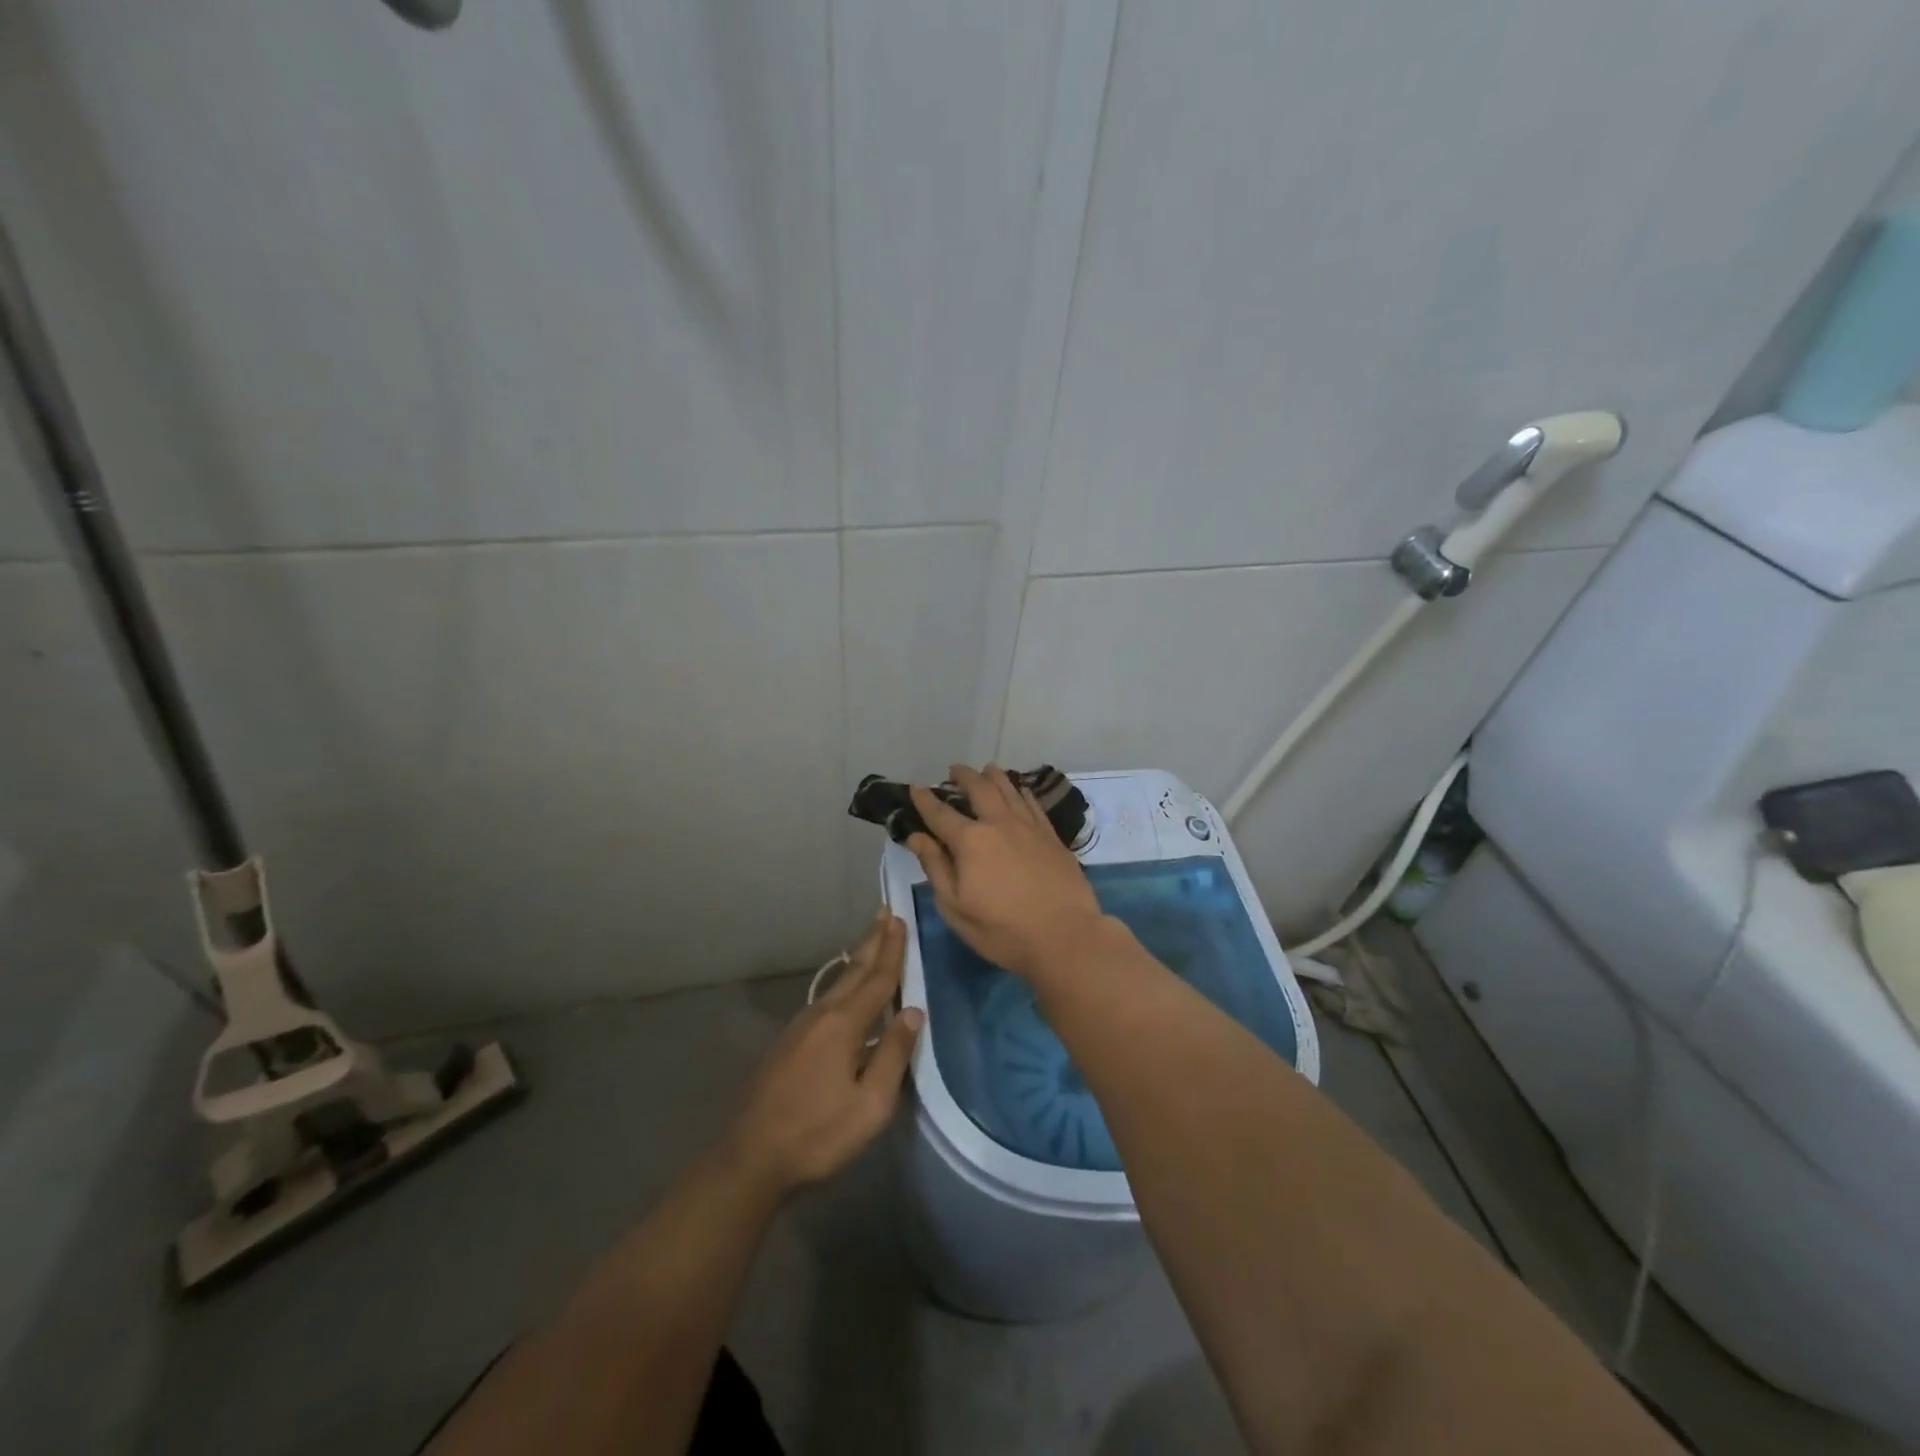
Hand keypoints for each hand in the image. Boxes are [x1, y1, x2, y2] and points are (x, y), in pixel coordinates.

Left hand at [723, 911, 922, 1196]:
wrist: (751, 1156)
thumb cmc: (818, 1134)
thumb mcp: (870, 1104)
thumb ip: (893, 1054)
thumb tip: (913, 1011)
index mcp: (844, 1025)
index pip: (877, 979)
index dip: (892, 950)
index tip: (900, 919)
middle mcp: (821, 1015)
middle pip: (854, 971)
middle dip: (872, 941)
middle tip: (885, 912)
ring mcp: (801, 1026)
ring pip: (837, 983)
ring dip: (858, 959)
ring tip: (872, 941)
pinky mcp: (789, 1042)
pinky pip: (826, 999)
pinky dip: (844, 982)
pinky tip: (846, 990)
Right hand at [906, 764, 1105, 978]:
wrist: (1065, 935)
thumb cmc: (1002, 930)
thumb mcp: (956, 907)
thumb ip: (936, 867)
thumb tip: (917, 837)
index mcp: (970, 841)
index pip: (941, 813)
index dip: (925, 799)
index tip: (915, 787)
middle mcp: (999, 823)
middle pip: (979, 788)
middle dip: (963, 776)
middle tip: (954, 770)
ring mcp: (1029, 826)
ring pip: (1009, 788)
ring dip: (993, 776)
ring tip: (986, 770)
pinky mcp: (1051, 835)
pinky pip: (1033, 802)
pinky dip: (1021, 791)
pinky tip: (1019, 790)